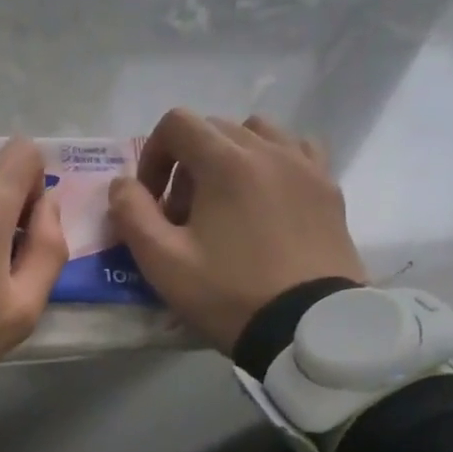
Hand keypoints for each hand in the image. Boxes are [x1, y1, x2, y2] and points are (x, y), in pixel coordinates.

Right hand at [110, 109, 365, 353]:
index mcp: (226, 162)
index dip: (153, 155)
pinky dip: (273, 162)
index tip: (153, 200)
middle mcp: (269, 149)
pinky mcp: (329, 188)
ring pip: (258, 134)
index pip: (177, 124)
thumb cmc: (229, 295)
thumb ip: (132, 214)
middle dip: (188, 164)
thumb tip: (122, 184)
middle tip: (185, 215)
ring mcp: (305, 166)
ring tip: (227, 204)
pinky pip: (297, 151)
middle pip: (214, 129)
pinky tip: (268, 199)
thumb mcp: (162, 263)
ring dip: (230, 157)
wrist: (307, 327)